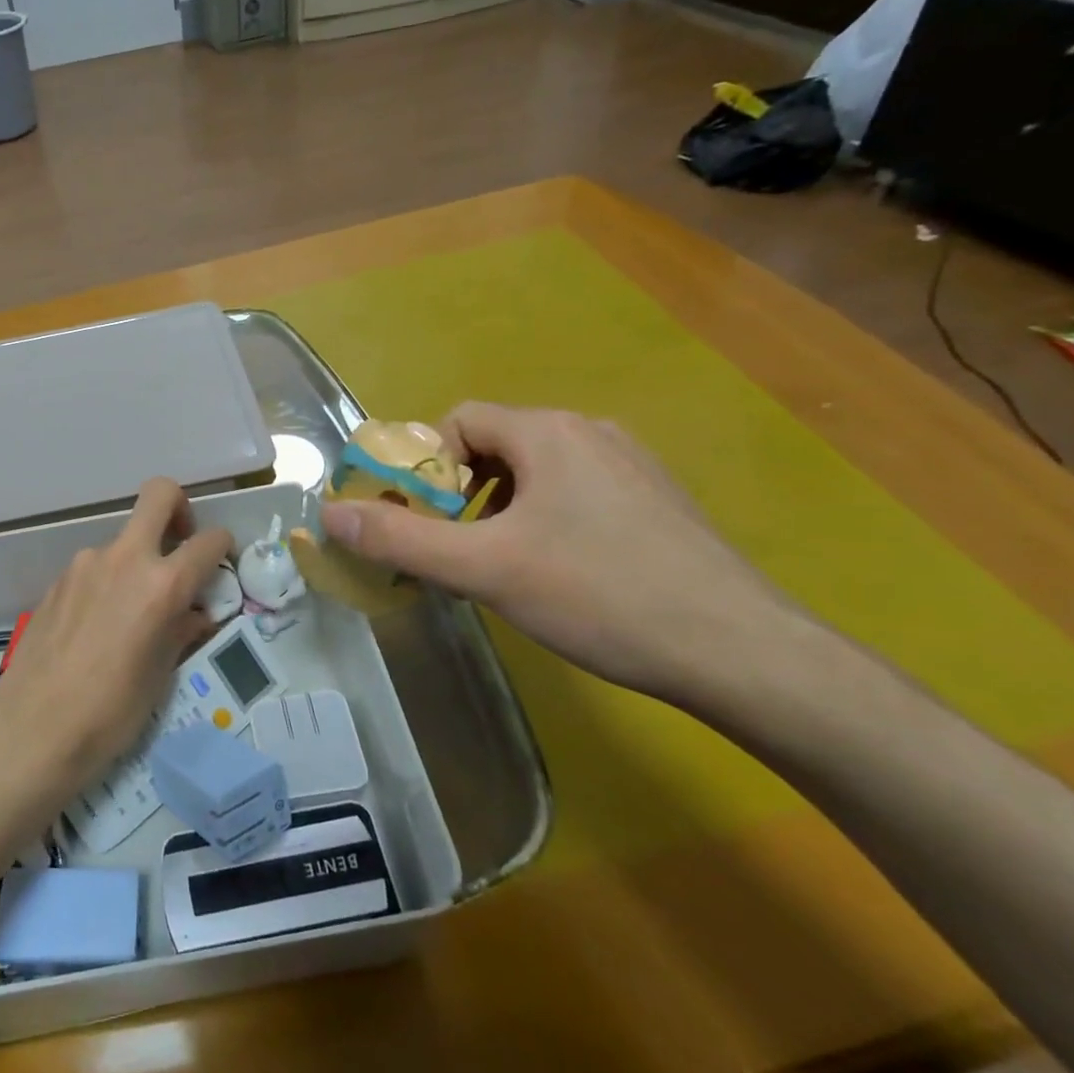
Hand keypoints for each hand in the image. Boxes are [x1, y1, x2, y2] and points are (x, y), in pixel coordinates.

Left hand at [0, 478, 232, 788]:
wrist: (32, 726)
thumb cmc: (110, 711)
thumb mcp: (161, 675)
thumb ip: (182, 631)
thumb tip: (195, 614)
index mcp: (162, 584)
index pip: (208, 541)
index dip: (223, 546)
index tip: (221, 564)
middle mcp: (125, 559)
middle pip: (159, 494)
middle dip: (179, 508)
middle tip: (180, 545)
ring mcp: (86, 564)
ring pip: (124, 539)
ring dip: (138, 559)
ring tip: (132, 612)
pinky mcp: (59, 579)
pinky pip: (96, 566)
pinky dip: (109, 580)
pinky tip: (99, 624)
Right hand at [319, 403, 802, 706]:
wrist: (742, 652)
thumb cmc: (599, 595)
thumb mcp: (484, 569)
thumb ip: (400, 538)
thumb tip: (331, 514)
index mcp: (549, 431)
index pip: (459, 421)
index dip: (428, 467)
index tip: (427, 521)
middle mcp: (591, 432)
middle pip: (496, 446)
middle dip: (461, 494)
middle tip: (458, 550)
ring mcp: (632, 466)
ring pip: (536, 473)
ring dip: (500, 509)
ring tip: (503, 566)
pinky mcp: (656, 502)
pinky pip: (576, 493)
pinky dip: (545, 520)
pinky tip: (560, 574)